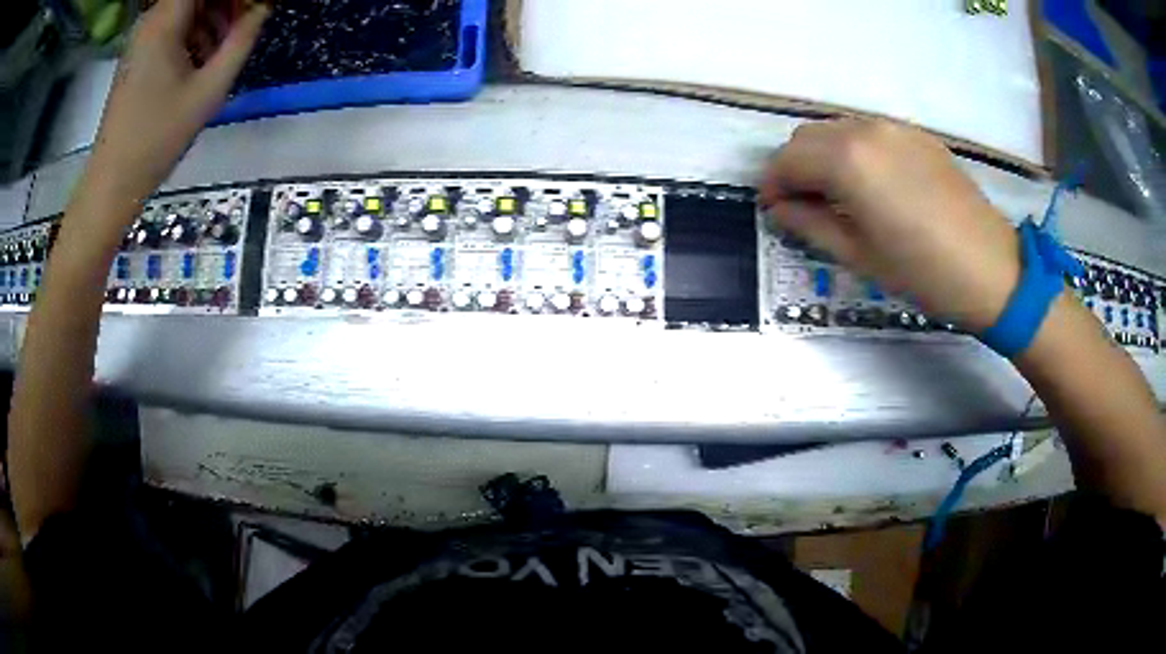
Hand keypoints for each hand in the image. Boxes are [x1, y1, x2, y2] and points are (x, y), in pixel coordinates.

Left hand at [82, 0, 268, 213]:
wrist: (111, 183)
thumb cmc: (156, 139)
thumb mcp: (208, 91)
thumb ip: (242, 40)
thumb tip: (263, 6)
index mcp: (165, 21)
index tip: (252, 8)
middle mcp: (151, 19)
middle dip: (227, 4)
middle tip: (244, 26)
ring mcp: (142, 37)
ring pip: (188, 7)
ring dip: (212, 17)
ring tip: (223, 49)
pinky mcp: (138, 53)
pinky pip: (174, 25)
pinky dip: (193, 32)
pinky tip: (200, 60)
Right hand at [760, 120, 1020, 332]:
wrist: (993, 270)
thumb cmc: (924, 273)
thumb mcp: (859, 256)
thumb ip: (810, 224)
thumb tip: (780, 208)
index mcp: (847, 161)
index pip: (787, 159)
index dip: (772, 185)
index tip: (773, 210)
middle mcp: (866, 130)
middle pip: (808, 136)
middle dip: (794, 167)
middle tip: (802, 205)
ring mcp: (895, 128)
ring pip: (838, 129)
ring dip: (824, 156)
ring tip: (836, 196)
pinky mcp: (918, 135)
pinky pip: (870, 133)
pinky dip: (855, 151)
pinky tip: (872, 185)